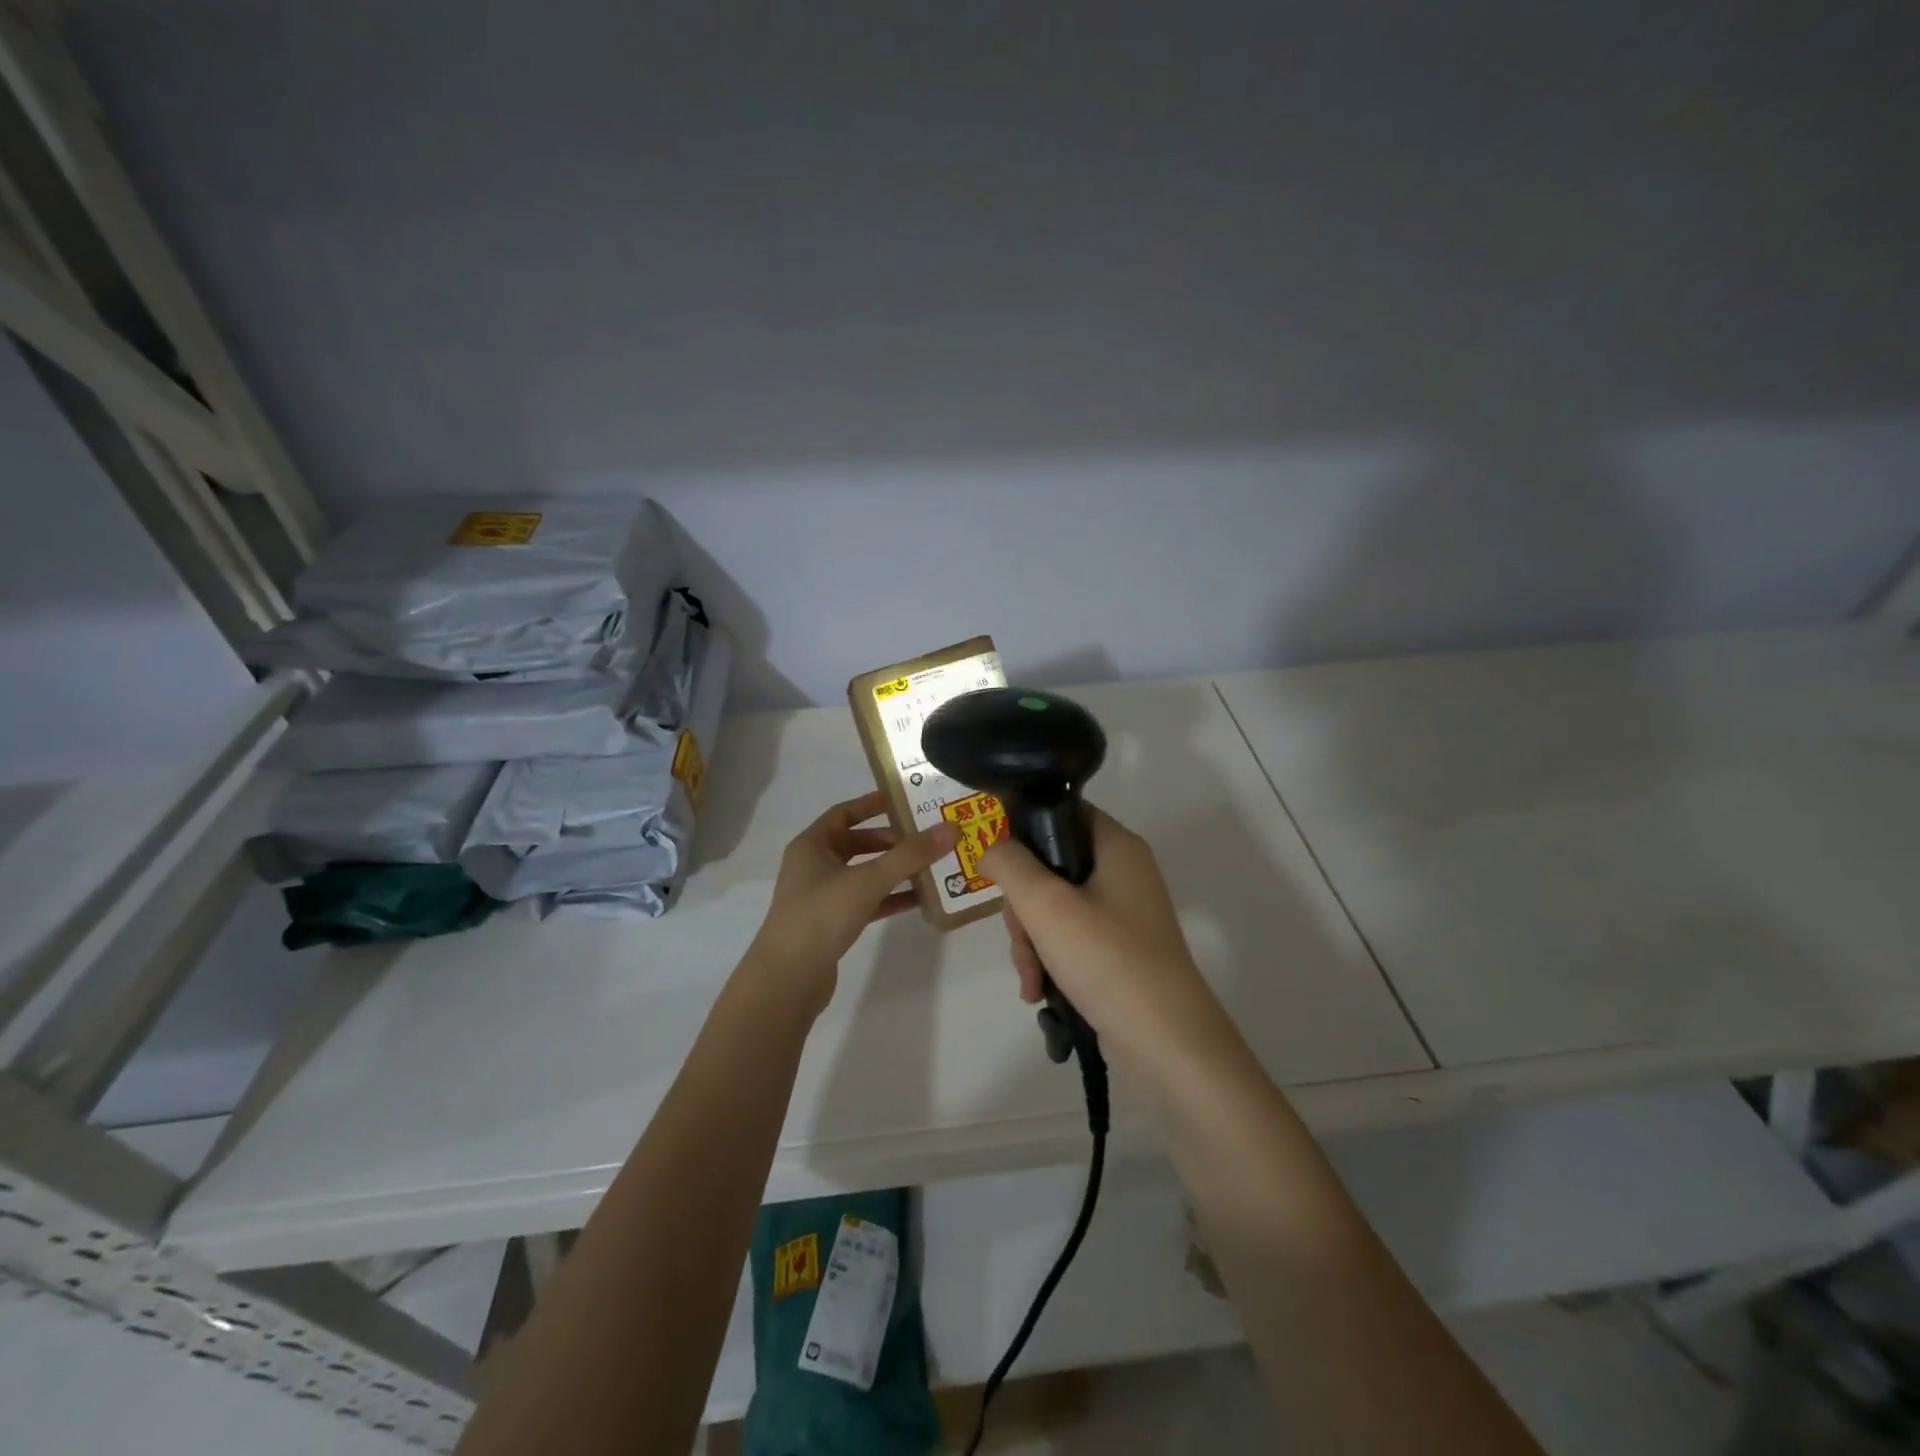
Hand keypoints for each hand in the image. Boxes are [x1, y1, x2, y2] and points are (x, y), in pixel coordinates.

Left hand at [742, 791, 956, 1008]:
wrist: (788, 980)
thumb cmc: (821, 916)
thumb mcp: (868, 880)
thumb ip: (909, 856)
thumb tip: (950, 829)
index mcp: (812, 844)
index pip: (845, 813)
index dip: (874, 804)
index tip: (908, 801)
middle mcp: (814, 865)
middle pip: (859, 843)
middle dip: (893, 841)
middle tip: (928, 838)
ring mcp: (823, 896)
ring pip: (865, 874)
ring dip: (895, 870)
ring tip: (932, 866)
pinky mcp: (833, 924)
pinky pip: (867, 901)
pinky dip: (890, 898)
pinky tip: (920, 900)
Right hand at [978, 806, 1229, 1060]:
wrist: (1167, 1044)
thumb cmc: (1107, 959)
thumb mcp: (1045, 904)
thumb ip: (1009, 864)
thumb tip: (992, 848)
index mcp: (1117, 847)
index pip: (1063, 813)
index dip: (1025, 831)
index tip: (1000, 866)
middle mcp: (1123, 873)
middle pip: (1050, 866)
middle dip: (1023, 907)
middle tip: (1021, 938)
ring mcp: (1122, 915)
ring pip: (1054, 908)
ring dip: (1031, 941)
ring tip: (1031, 979)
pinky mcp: (1117, 951)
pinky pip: (1069, 940)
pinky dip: (1050, 961)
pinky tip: (1039, 992)